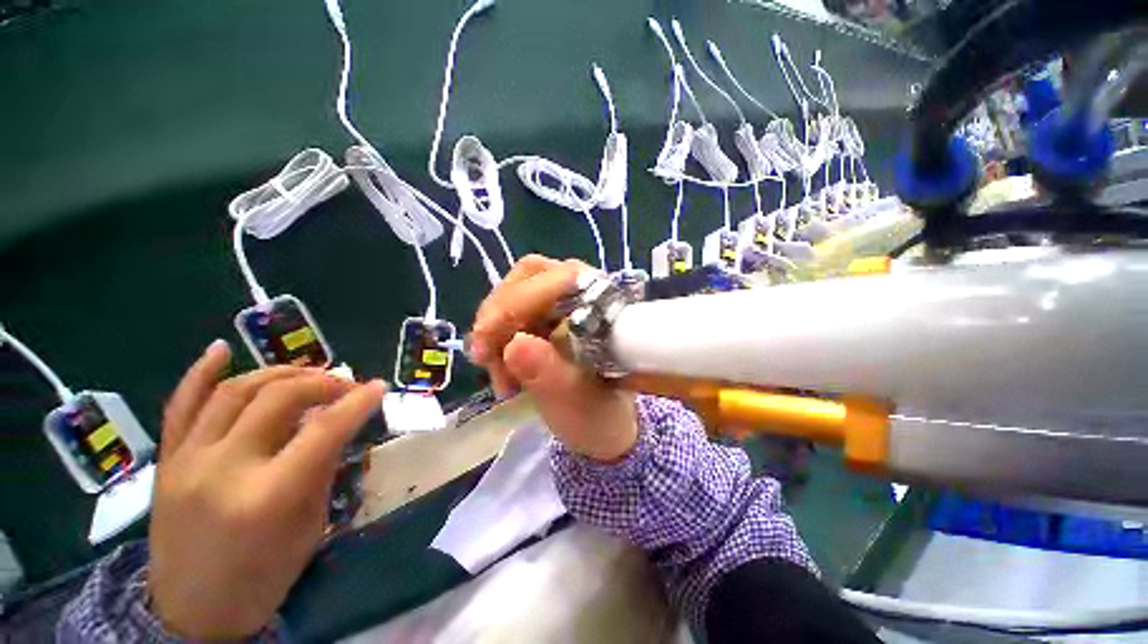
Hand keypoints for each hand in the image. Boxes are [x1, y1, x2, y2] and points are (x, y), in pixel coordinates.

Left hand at [148, 340, 385, 638]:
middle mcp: (224, 468)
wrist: (191, 613)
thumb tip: (338, 425)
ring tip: (305, 375)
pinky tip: (222, 349)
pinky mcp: (167, 460)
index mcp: (269, 495)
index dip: (357, 402)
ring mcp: (188, 460)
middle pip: (279, 399)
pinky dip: (202, 372)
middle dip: (322, 382)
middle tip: (345, 384)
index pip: (324, 430)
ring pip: (235, 392)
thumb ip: (322, 469)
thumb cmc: (263, 577)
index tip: (379, 386)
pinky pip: (180, 405)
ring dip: (279, 374)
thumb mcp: (309, 527)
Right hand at [469, 255, 637, 461]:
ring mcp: (561, 299)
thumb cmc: (596, 414)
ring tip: (501, 378)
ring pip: (513, 293)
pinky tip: (501, 368)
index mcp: (602, 306)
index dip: (515, 305)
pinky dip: (497, 337)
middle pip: (528, 279)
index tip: (487, 347)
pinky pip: (509, 310)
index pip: (556, 279)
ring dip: (494, 331)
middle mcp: (582, 291)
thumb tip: (515, 345)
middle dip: (499, 318)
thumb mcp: (574, 402)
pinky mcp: (545, 313)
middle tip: (485, 360)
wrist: (600, 423)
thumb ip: (548, 374)